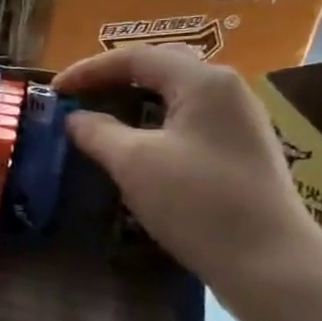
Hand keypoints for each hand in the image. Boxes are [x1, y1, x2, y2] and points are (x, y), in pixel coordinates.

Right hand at [55, 46, 321, 309]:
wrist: (268, 262)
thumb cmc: (197, 202)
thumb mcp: (133, 162)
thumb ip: (97, 131)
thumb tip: (74, 118)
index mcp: (204, 82)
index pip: (136, 57)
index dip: (89, 70)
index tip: (54, 90)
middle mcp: (227, 90)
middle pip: (160, 68)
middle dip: (113, 79)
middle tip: (77, 97)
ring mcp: (238, 122)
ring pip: (175, 96)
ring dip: (133, 102)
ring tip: (99, 119)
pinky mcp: (240, 152)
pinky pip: (188, 122)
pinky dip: (153, 124)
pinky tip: (135, 147)